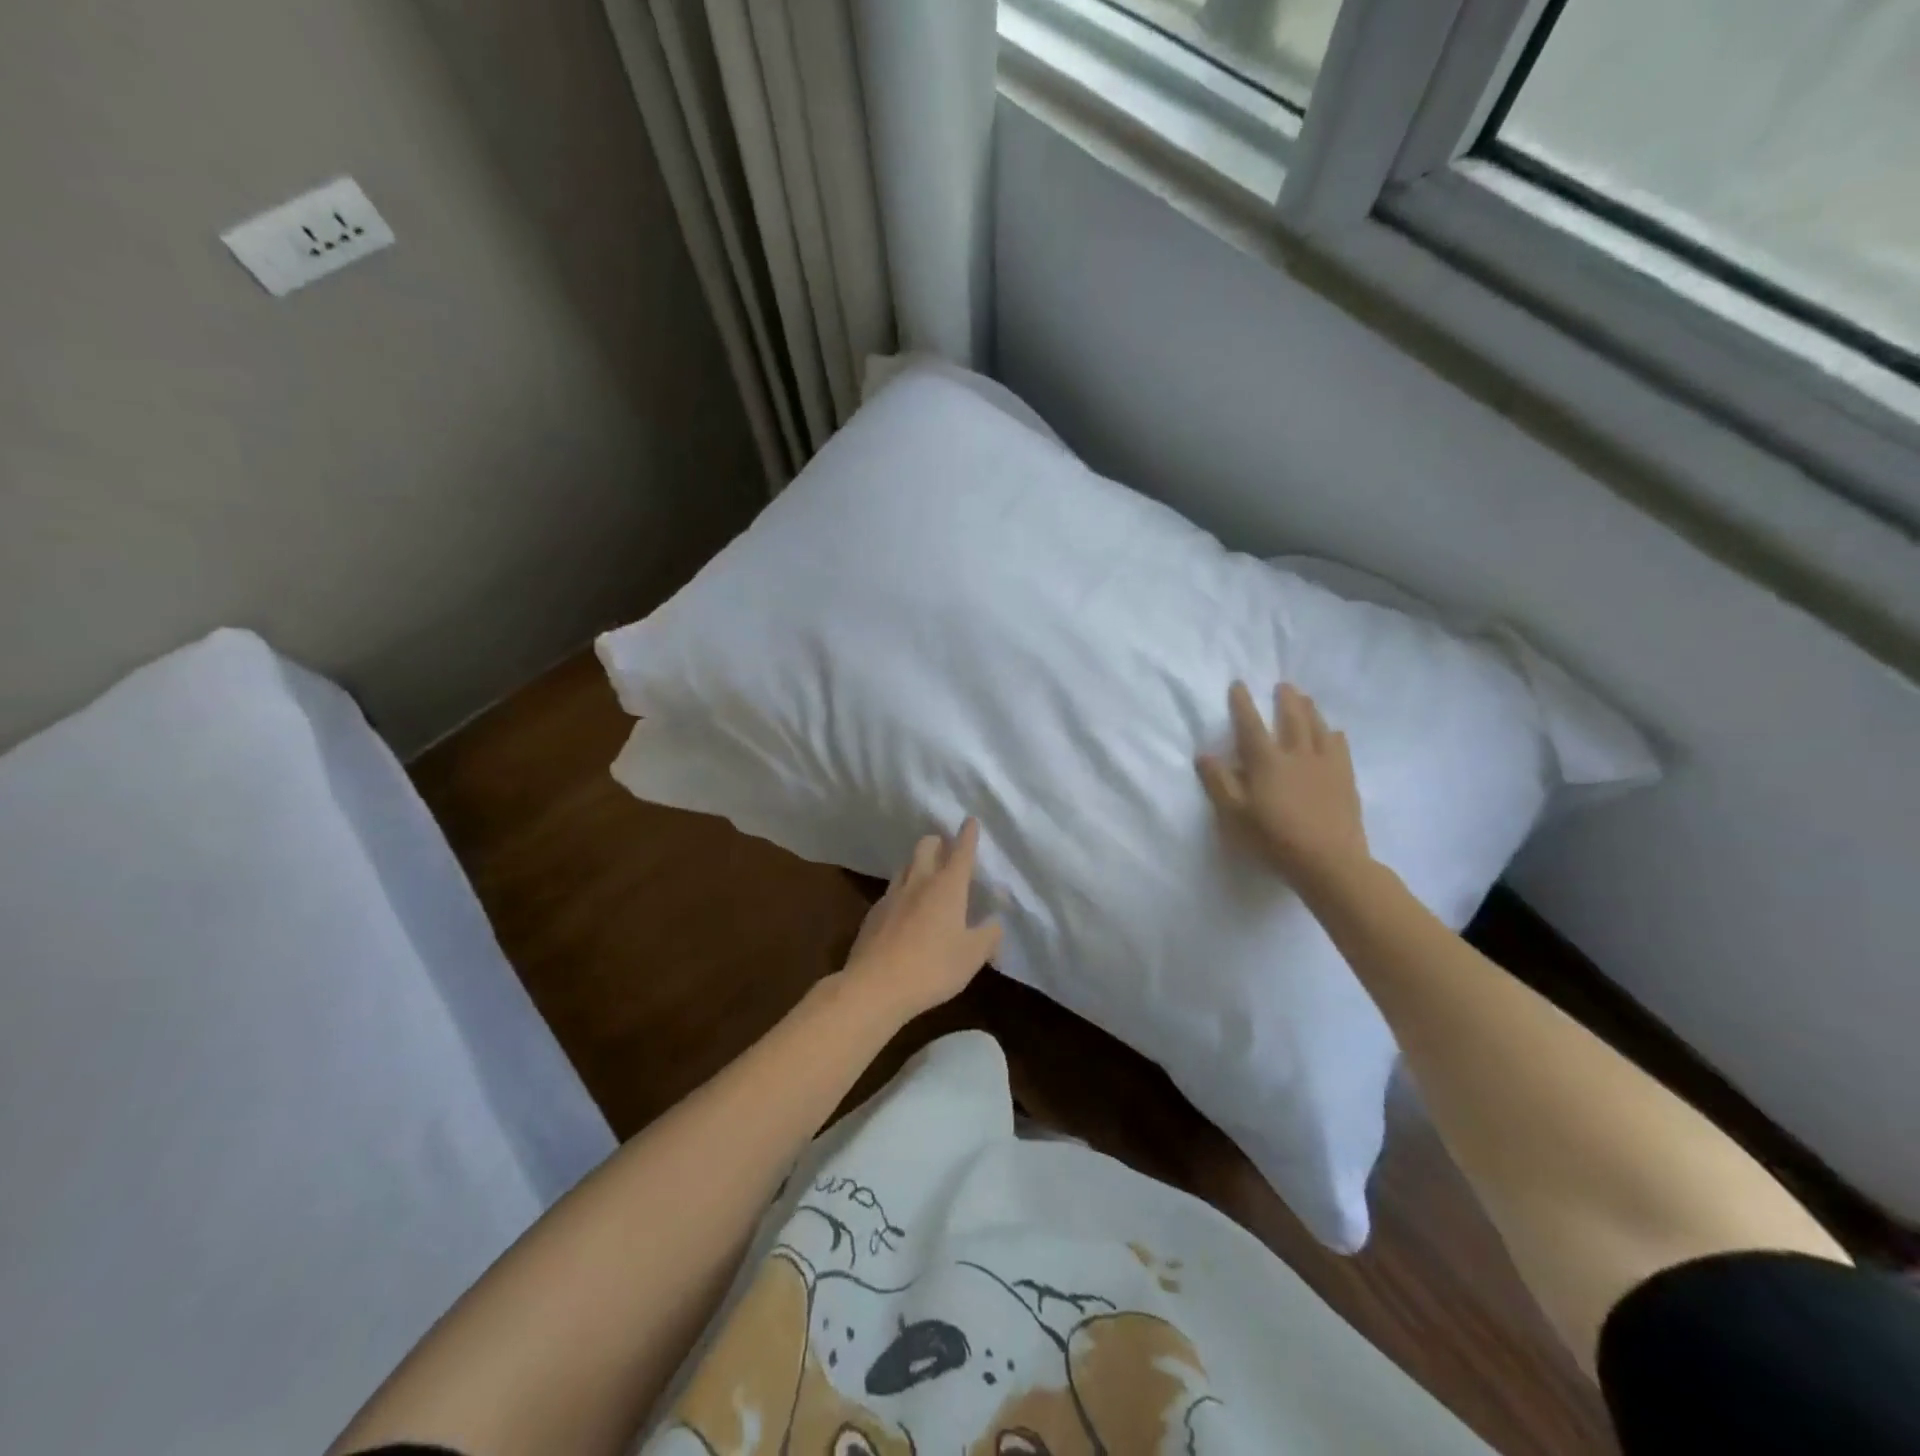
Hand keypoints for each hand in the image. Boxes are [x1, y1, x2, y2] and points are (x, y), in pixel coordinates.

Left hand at [840, 818, 1002, 1025]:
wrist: (875, 986)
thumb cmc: (932, 968)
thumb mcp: (972, 956)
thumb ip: (989, 936)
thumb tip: (995, 923)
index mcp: (947, 887)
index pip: (961, 851)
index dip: (968, 835)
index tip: (970, 820)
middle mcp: (918, 882)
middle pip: (925, 846)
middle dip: (938, 842)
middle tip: (946, 850)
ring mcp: (891, 896)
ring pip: (905, 866)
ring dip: (917, 864)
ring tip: (926, 877)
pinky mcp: (873, 914)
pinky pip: (891, 892)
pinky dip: (902, 892)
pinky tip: (904, 910)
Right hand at [1197, 682, 1371, 891]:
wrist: (1329, 861)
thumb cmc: (1273, 839)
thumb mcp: (1234, 815)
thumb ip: (1219, 782)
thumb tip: (1204, 754)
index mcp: (1266, 761)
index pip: (1251, 725)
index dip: (1242, 704)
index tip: (1238, 684)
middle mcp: (1297, 754)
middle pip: (1292, 718)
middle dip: (1285, 699)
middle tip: (1283, 685)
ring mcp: (1326, 765)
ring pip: (1318, 728)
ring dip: (1310, 710)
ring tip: (1306, 698)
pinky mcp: (1346, 779)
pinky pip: (1340, 748)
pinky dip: (1334, 735)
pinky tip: (1334, 733)